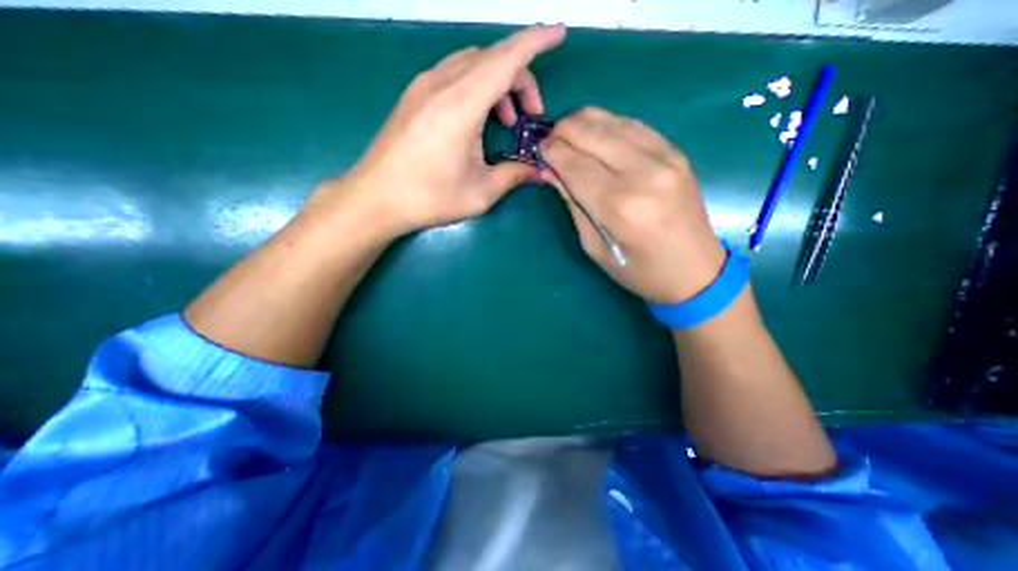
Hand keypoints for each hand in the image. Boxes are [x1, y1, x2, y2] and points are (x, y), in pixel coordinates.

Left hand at [307, 25, 569, 234]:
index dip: (535, 42)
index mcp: (461, 105)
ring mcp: (423, 86)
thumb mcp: (480, 193)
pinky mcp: (413, 96)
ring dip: (497, 83)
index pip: (506, 59)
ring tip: (506, 120)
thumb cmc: (429, 198)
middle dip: (520, 78)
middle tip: (530, 115)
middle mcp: (441, 84)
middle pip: (491, 58)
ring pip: (472, 63)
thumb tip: (538, 171)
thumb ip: (513, 176)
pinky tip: (478, 118)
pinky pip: (454, 74)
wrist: (376, 198)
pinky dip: (476, 86)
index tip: (558, 33)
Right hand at [541, 105, 722, 302]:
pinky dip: (609, 125)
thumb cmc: (637, 270)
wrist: (694, 271)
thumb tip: (550, 172)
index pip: (575, 164)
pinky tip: (598, 136)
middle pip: (592, 133)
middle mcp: (642, 173)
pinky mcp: (676, 152)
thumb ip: (573, 204)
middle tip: (550, 141)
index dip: (552, 152)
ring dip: (584, 123)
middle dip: (563, 131)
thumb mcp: (593, 246)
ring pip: (612, 121)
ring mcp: (665, 158)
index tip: (539, 149)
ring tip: (570, 137)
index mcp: (619, 206)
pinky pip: (634, 125)